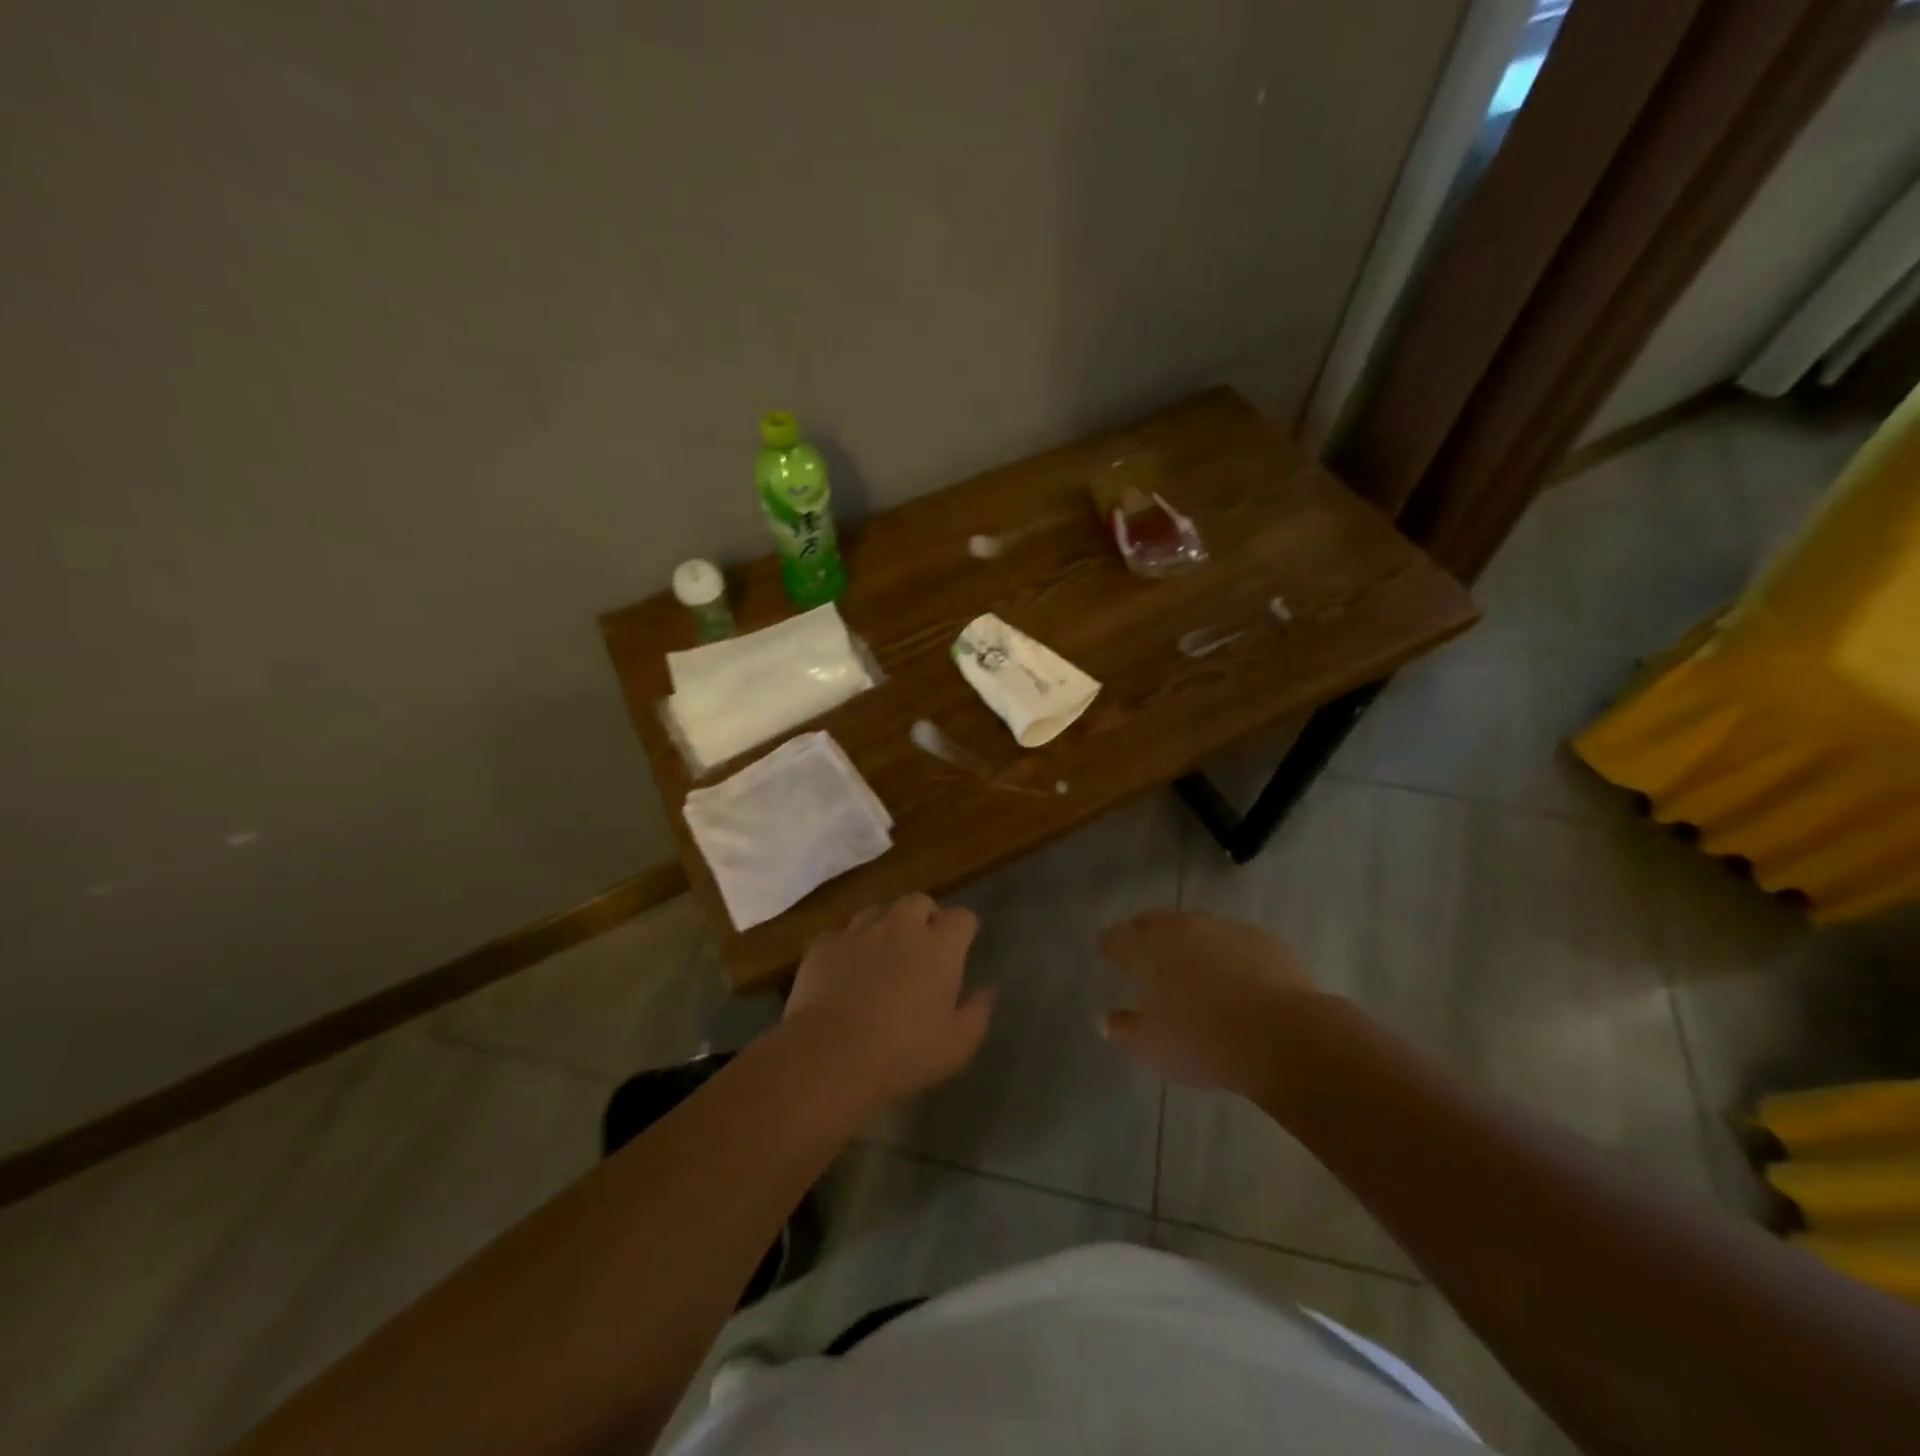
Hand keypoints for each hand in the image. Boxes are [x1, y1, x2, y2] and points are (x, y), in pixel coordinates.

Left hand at [784, 893, 994, 1105]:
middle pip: (919, 901)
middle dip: (925, 917)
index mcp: (939, 946)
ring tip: (883, 954)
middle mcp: (900, 926)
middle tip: (923, 947)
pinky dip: (848, 946)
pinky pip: (841, 935)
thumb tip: (987, 991)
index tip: (962, 947)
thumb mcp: (958, 1045)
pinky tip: (845, 971)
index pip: (962, 917)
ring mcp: (858, 931)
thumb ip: (978, 1012)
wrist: (830, 1056)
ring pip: (878, 911)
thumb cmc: (904, 1053)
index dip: (964, 930)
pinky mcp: (823, 945)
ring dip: (886, 926)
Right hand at [1098, 910, 1325, 1096]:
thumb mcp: (1151, 1047)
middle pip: (1153, 921)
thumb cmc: (1202, 1042)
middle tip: (1145, 956)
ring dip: (1189, 942)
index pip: (1115, 938)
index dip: (1109, 947)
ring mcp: (1224, 929)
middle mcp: (1181, 929)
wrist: (1283, 1036)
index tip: (1108, 956)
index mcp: (1146, 950)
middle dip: (1144, 934)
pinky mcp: (1263, 938)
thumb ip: (1123, 1029)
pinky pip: (1235, 939)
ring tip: (1195, 968)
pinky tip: (1238, 977)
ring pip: (1196, 926)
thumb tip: (1106, 1019)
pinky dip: (1229, 953)